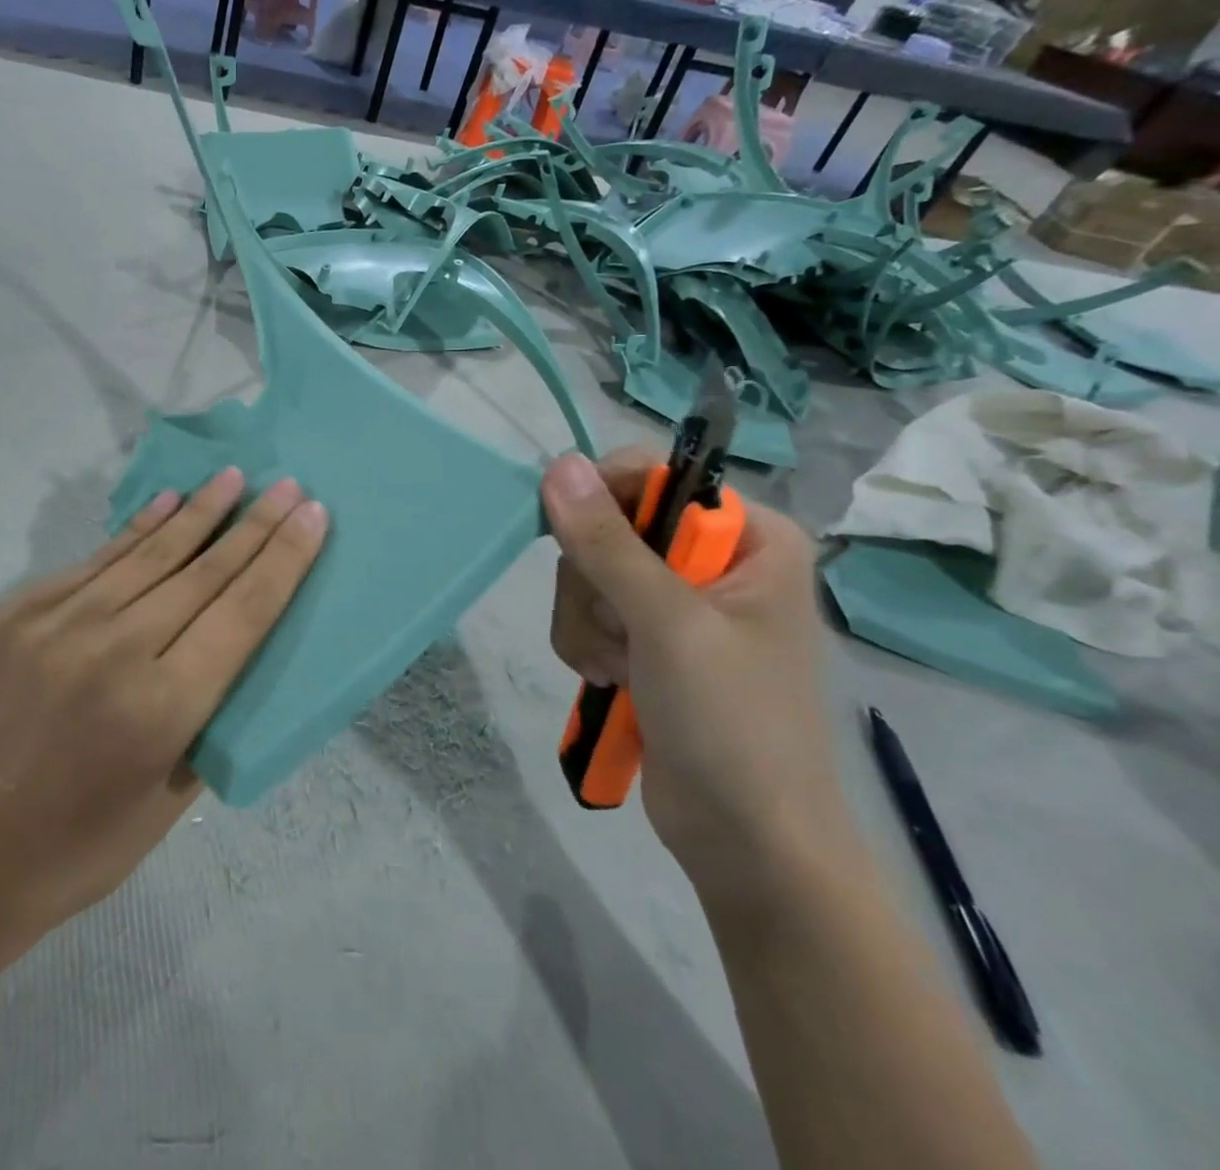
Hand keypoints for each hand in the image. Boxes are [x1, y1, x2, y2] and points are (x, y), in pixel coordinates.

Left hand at [0, 468, 326, 951]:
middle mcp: (113, 651)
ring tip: (233, 477)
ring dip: (198, 511)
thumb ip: (212, 709)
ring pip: (149, 554)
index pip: (242, 612)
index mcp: (162, 707)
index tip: (313, 514)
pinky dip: (137, 531)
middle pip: (203, 573)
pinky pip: (96, 562)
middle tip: (287, 484)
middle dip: (254, 525)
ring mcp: (58, 625)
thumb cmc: (91, 842)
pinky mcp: (20, 613)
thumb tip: (237, 638)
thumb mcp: (178, 794)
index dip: (283, 558)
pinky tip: (166, 502)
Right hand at [542, 451, 851, 906]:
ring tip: (620, 669)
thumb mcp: (668, 624)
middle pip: (609, 526)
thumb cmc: (732, 724)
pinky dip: (586, 644)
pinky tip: (613, 680)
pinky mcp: (645, 639)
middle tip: (621, 632)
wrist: (746, 841)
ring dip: (587, 622)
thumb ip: (608, 543)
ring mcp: (675, 602)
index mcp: (749, 537)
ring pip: (586, 573)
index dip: (606, 499)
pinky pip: (585, 612)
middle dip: (595, 584)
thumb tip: (559, 464)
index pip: (656, 475)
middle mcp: (712, 559)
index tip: (574, 541)